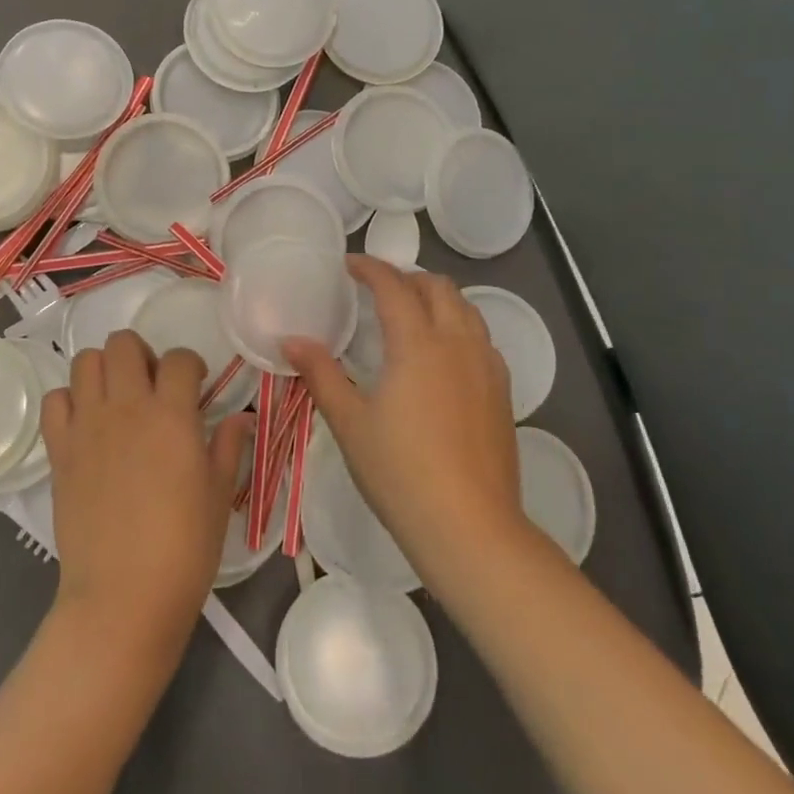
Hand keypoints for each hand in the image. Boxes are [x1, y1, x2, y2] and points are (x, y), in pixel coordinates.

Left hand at [41, 331, 252, 661]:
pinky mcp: (59, 449)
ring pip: (85, 361)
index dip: (191, 364)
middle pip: (124, 342)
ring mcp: (87, 425)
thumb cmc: (184, 549)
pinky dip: (68, 400)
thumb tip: (240, 417)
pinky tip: (85, 423)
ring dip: (104, 368)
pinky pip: (54, 400)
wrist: (122, 597)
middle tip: (152, 386)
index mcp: (172, 415)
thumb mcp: (219, 496)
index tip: (195, 385)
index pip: (179, 358)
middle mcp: (126, 407)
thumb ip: (228, 447)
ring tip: (118, 398)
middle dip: (142, 354)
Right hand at [286, 257, 539, 595]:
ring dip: (437, 298)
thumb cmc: (400, 473)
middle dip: (407, 278)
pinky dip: (459, 326)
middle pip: (439, 287)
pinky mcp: (503, 393)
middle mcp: (458, 344)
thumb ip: (320, 374)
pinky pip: (482, 339)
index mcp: (418, 344)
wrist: (470, 528)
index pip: (394, 286)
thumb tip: (290, 339)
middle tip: (377, 290)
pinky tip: (442, 355)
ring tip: (410, 314)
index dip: (370, 268)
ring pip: (467, 309)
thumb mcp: (350, 422)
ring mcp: (487, 368)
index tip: (349, 265)